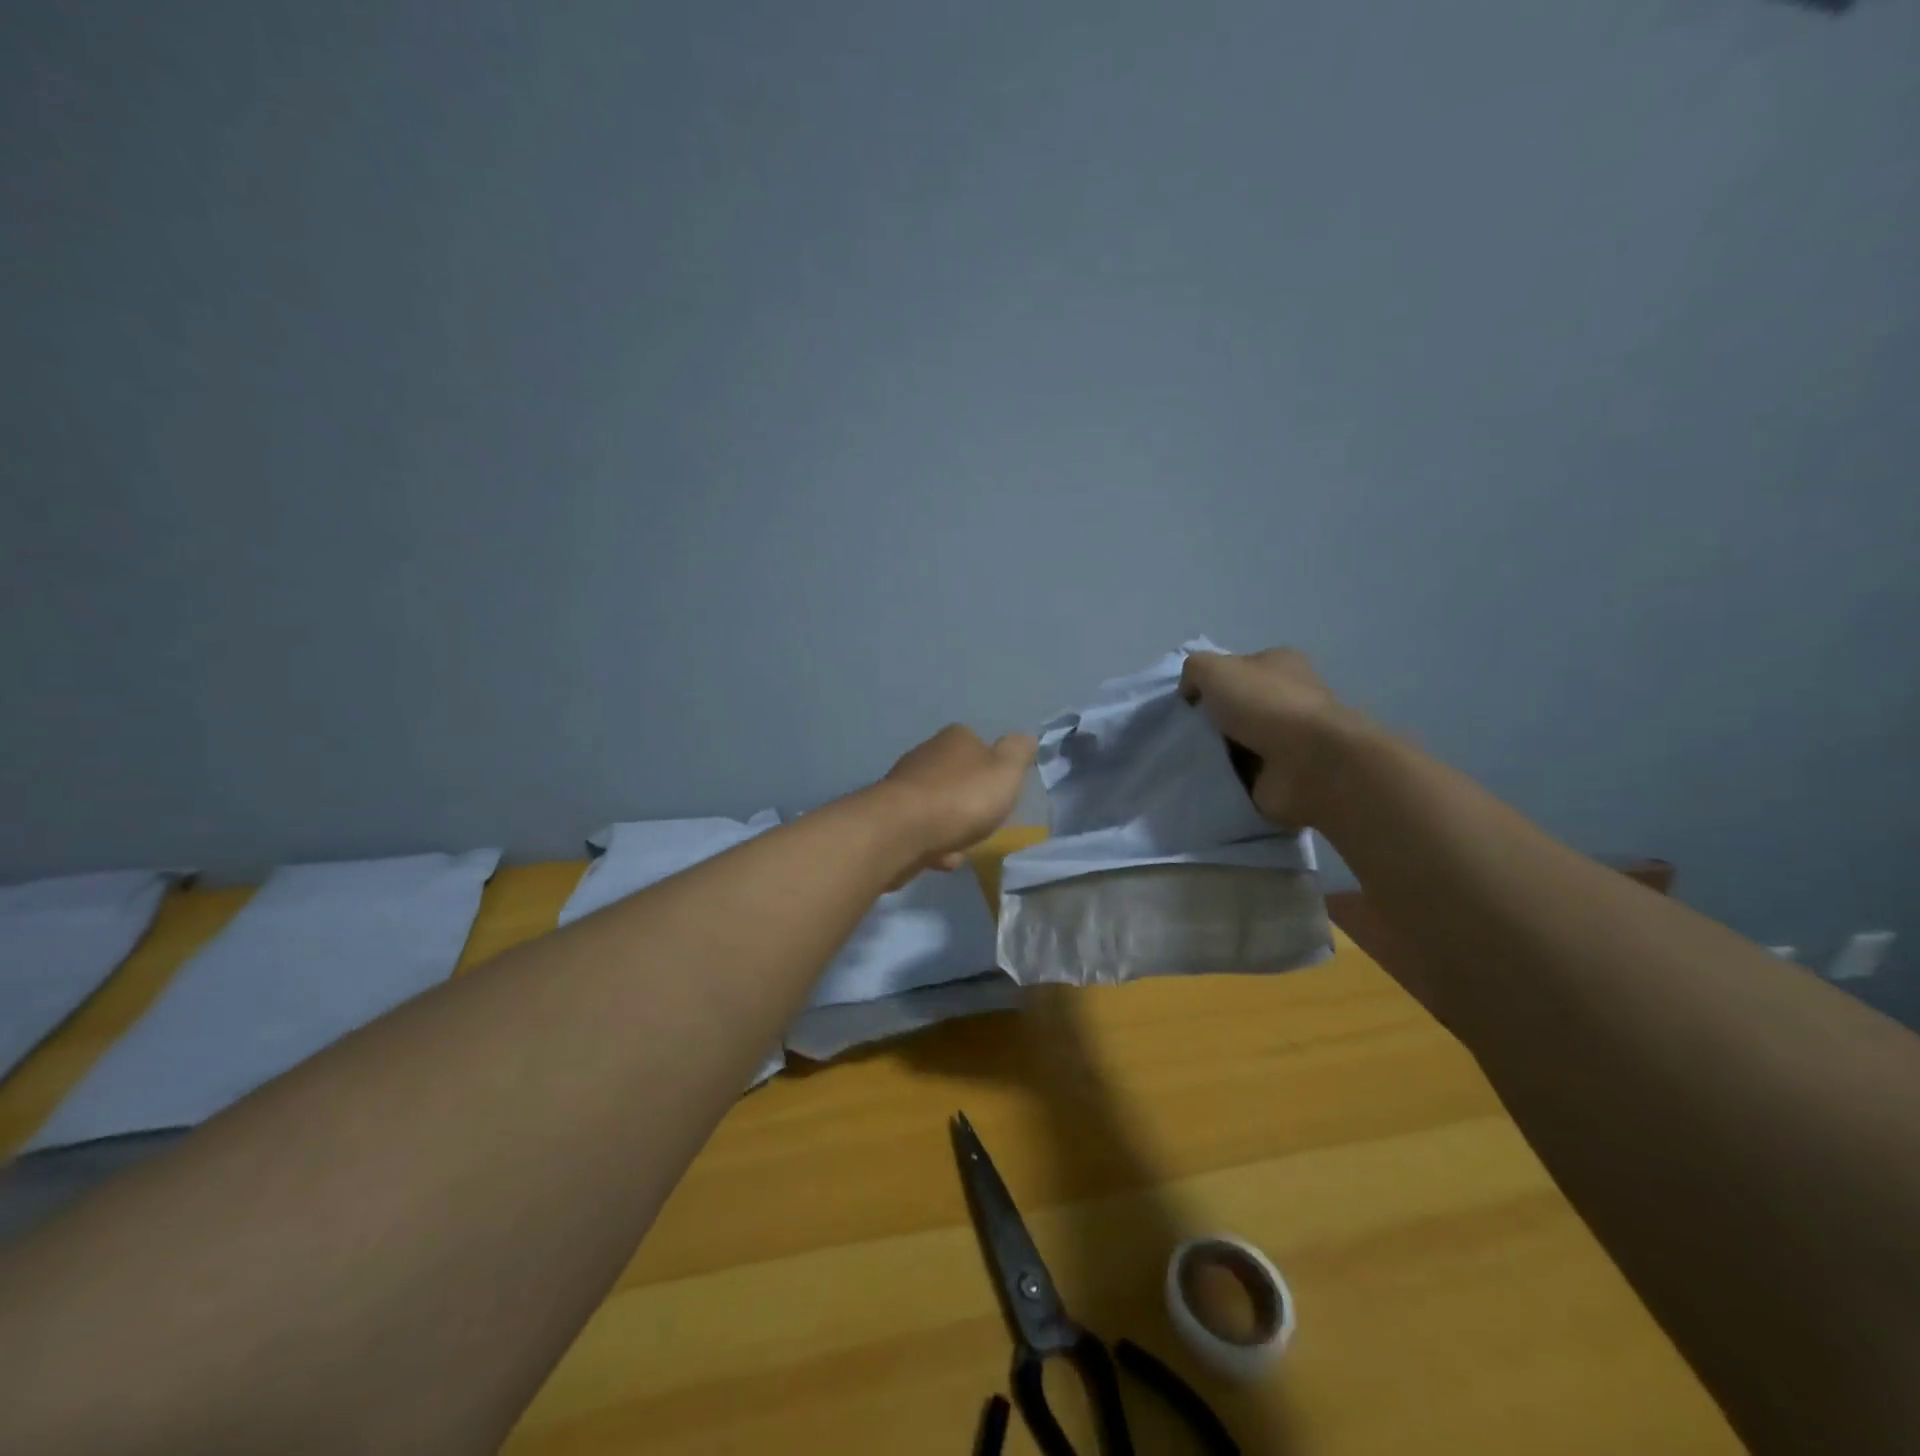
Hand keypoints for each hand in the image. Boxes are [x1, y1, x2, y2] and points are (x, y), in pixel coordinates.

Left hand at [879, 724, 1037, 877]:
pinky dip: (933, 845)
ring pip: (940, 807)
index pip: (979, 745)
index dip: (993, 769)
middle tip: (983, 823)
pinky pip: (922, 831)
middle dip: (971, 803)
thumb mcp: (1005, 772)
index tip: (1000, 793)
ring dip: (953, 828)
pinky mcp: (890, 815)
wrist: (901, 832)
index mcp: (955, 738)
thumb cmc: (961, 798)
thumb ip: (1018, 754)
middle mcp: (926, 754)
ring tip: (962, 845)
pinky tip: (940, 858)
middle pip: (958, 778)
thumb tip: (1026, 737)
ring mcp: (904, 785)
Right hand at [1179, 647, 1358, 826]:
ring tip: (1191, 760)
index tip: (1187, 703)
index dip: (1210, 683)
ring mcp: (1290, 739)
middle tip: (1184, 734)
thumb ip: (1194, 670)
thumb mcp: (1213, 669)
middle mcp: (1289, 698)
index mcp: (1280, 665)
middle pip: (1236, 707)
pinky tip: (1208, 779)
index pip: (1238, 669)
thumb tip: (1191, 694)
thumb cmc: (1264, 704)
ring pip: (1238, 742)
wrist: (1308, 763)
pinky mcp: (1285, 774)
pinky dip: (1227, 778)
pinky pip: (1244, 774)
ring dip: (1216, 752)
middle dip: (1210, 721)